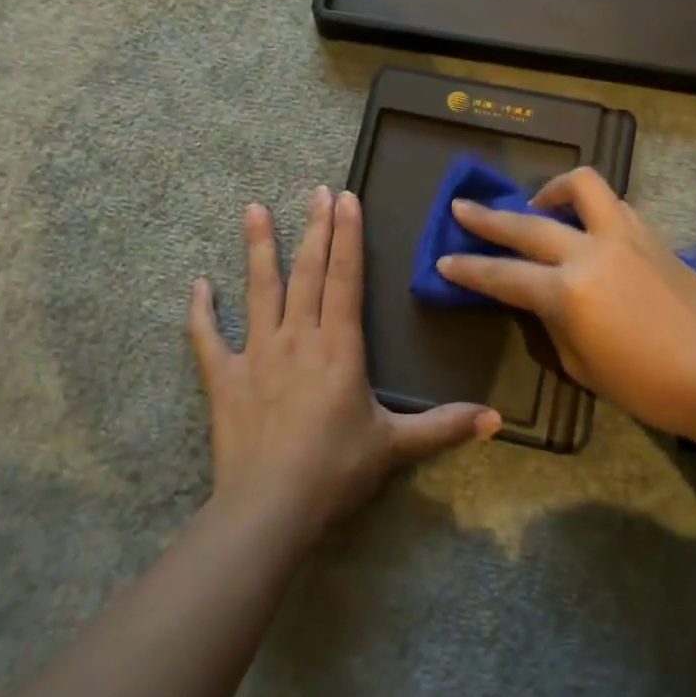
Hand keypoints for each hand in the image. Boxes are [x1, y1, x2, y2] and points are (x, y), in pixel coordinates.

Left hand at [189, 186, 499, 540]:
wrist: (270, 506)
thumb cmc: (335, 470)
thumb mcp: (395, 446)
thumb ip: (443, 426)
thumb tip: (497, 420)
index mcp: (339, 347)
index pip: (345, 278)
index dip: (347, 236)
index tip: (346, 198)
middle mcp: (297, 338)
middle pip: (307, 272)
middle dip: (314, 228)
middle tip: (315, 190)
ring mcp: (257, 353)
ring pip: (260, 290)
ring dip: (258, 248)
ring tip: (254, 209)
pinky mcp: (224, 377)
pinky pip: (208, 338)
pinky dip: (201, 312)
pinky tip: (198, 285)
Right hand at [437, 167, 695, 447]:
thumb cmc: (649, 387)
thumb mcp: (581, 365)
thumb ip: (554, 323)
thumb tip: (544, 300)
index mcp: (567, 292)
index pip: (503, 275)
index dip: (469, 269)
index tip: (443, 260)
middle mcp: (591, 252)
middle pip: (527, 224)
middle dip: (488, 218)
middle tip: (461, 208)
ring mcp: (626, 236)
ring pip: (582, 186)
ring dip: (551, 190)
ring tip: (538, 204)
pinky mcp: (653, 236)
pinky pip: (613, 206)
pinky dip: (590, 208)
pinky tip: (587, 228)